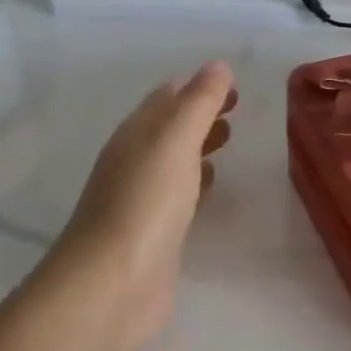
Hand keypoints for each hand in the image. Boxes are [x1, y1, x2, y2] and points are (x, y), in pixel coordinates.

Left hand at [48, 62, 236, 350]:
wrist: (113, 284)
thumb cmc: (145, 203)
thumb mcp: (175, 141)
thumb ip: (199, 103)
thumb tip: (218, 66)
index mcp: (135, 133)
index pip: (166, 97)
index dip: (197, 86)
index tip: (233, 85)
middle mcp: (133, 161)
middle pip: (168, 127)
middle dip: (200, 114)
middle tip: (236, 110)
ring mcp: (141, 198)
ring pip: (173, 161)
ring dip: (198, 146)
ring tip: (230, 140)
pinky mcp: (153, 232)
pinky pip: (178, 195)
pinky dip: (196, 182)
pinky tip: (211, 188)